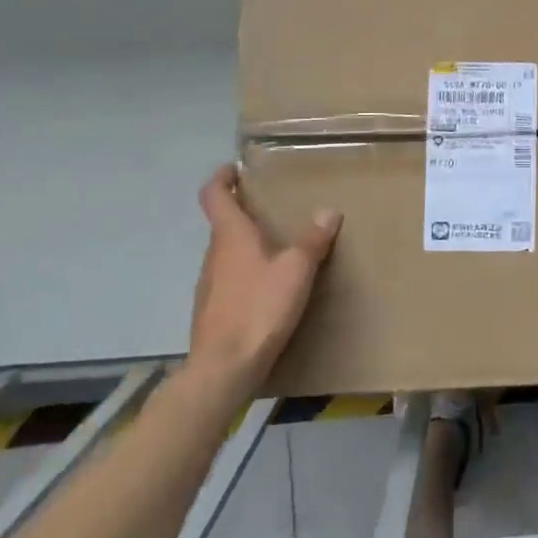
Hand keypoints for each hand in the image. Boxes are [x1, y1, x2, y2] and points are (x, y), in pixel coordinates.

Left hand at [190, 163, 340, 378]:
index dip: (221, 178)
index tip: (234, 169)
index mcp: (231, 236)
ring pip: (226, 254)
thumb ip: (313, 240)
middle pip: (222, 225)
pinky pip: (228, 280)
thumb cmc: (260, 307)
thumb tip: (329, 211)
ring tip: (276, 248)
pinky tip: (267, 288)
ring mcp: (208, 285)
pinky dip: (245, 273)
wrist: (224, 368)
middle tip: (270, 209)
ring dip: (245, 245)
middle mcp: (214, 255)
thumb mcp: (297, 269)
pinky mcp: (211, 311)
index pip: (213, 195)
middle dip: (243, 213)